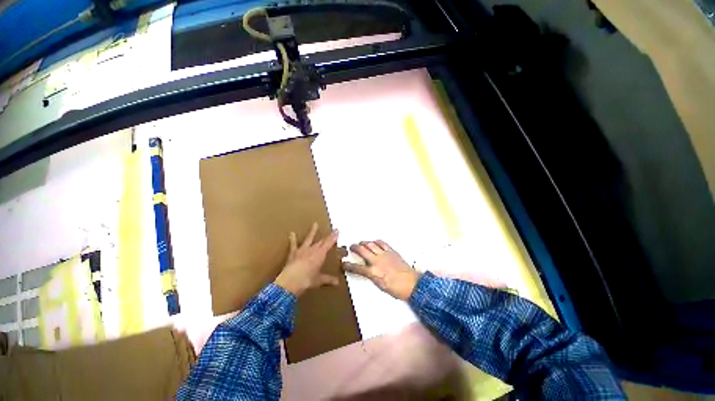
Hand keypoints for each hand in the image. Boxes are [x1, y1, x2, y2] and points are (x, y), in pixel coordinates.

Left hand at [275, 223, 339, 296]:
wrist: (290, 282)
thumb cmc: (306, 281)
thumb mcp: (319, 280)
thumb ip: (328, 279)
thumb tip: (337, 283)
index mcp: (320, 254)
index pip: (329, 243)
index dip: (333, 237)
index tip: (337, 230)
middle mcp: (312, 250)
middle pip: (321, 241)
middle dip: (327, 236)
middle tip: (333, 230)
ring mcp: (302, 250)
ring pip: (309, 239)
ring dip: (312, 232)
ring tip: (315, 224)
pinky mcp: (293, 253)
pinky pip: (293, 244)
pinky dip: (293, 239)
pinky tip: (292, 233)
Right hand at [343, 240, 419, 300]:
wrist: (412, 284)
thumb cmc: (396, 289)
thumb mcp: (379, 285)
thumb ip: (371, 275)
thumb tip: (365, 270)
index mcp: (373, 272)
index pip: (356, 267)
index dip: (348, 265)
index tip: (343, 263)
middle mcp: (376, 261)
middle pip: (362, 250)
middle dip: (354, 248)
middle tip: (351, 247)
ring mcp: (384, 254)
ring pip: (370, 244)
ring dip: (364, 243)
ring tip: (361, 243)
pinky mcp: (391, 251)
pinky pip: (381, 243)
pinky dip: (376, 241)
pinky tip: (374, 242)